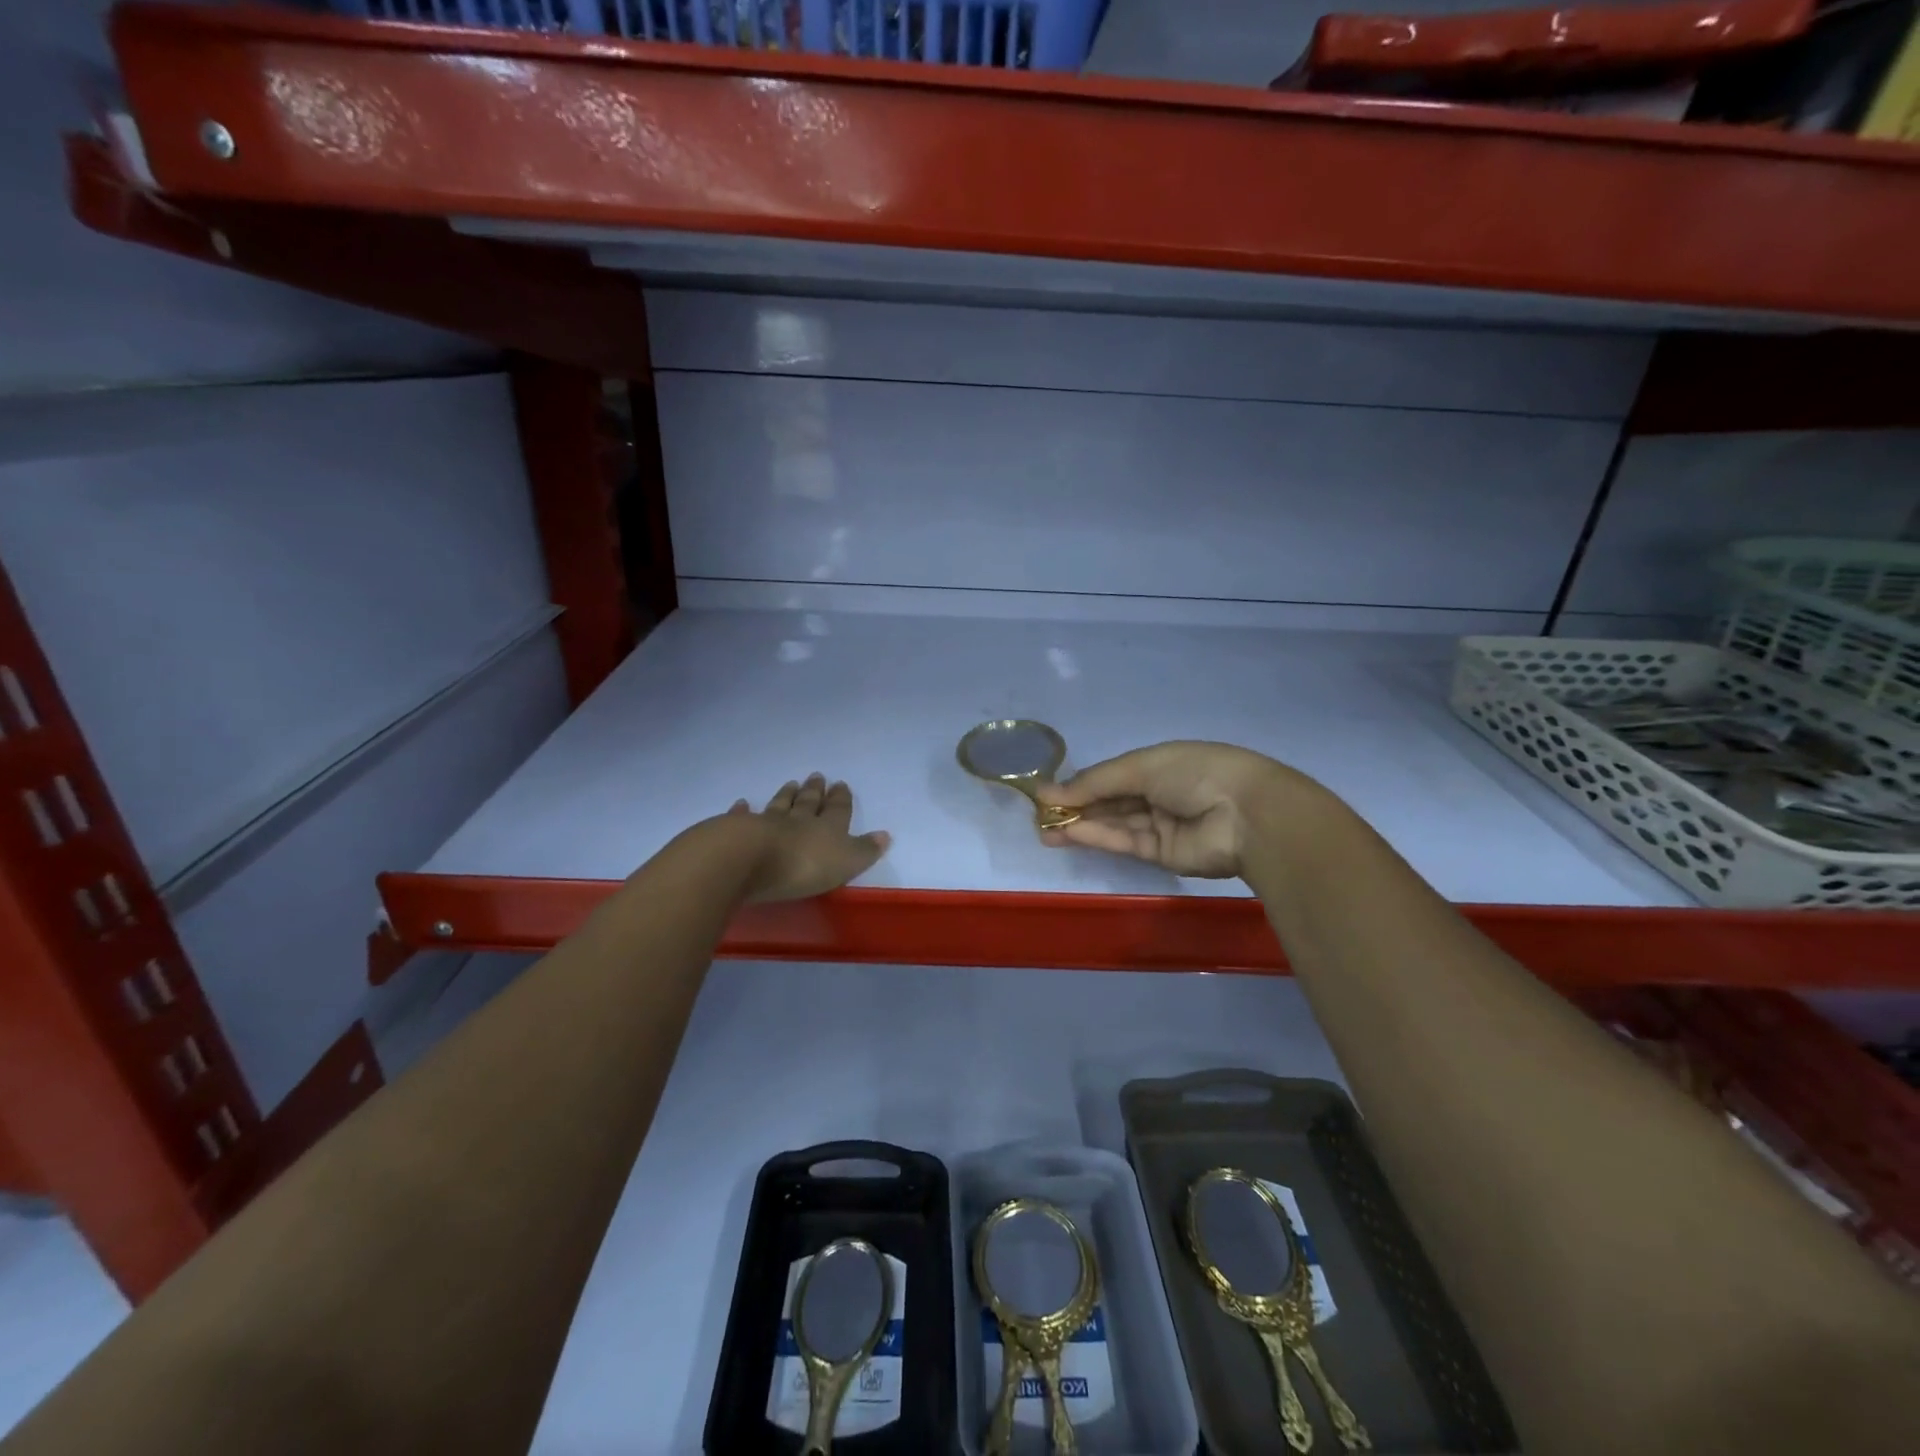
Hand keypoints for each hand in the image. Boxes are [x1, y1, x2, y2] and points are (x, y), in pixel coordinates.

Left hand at [726, 773, 890, 902]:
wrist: (749, 859)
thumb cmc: (803, 865)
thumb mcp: (845, 862)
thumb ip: (863, 850)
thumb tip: (885, 835)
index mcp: (827, 829)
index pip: (838, 811)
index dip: (841, 799)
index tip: (841, 784)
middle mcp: (798, 821)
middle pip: (808, 803)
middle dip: (814, 791)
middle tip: (817, 776)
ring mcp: (766, 824)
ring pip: (779, 806)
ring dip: (786, 795)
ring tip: (791, 783)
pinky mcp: (737, 832)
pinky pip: (742, 818)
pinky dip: (743, 811)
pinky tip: (742, 803)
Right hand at [1036, 741, 1317, 878]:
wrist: (1246, 814)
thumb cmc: (1196, 773)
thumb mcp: (1141, 766)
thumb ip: (1095, 782)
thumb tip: (1048, 791)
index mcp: (1161, 764)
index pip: (1114, 774)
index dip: (1082, 782)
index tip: (1049, 790)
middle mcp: (1160, 793)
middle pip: (1111, 801)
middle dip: (1076, 806)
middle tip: (1039, 813)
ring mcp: (1161, 825)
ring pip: (1113, 824)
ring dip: (1079, 825)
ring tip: (1044, 828)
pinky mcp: (1161, 854)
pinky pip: (1124, 842)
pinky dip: (1096, 837)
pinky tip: (1068, 833)